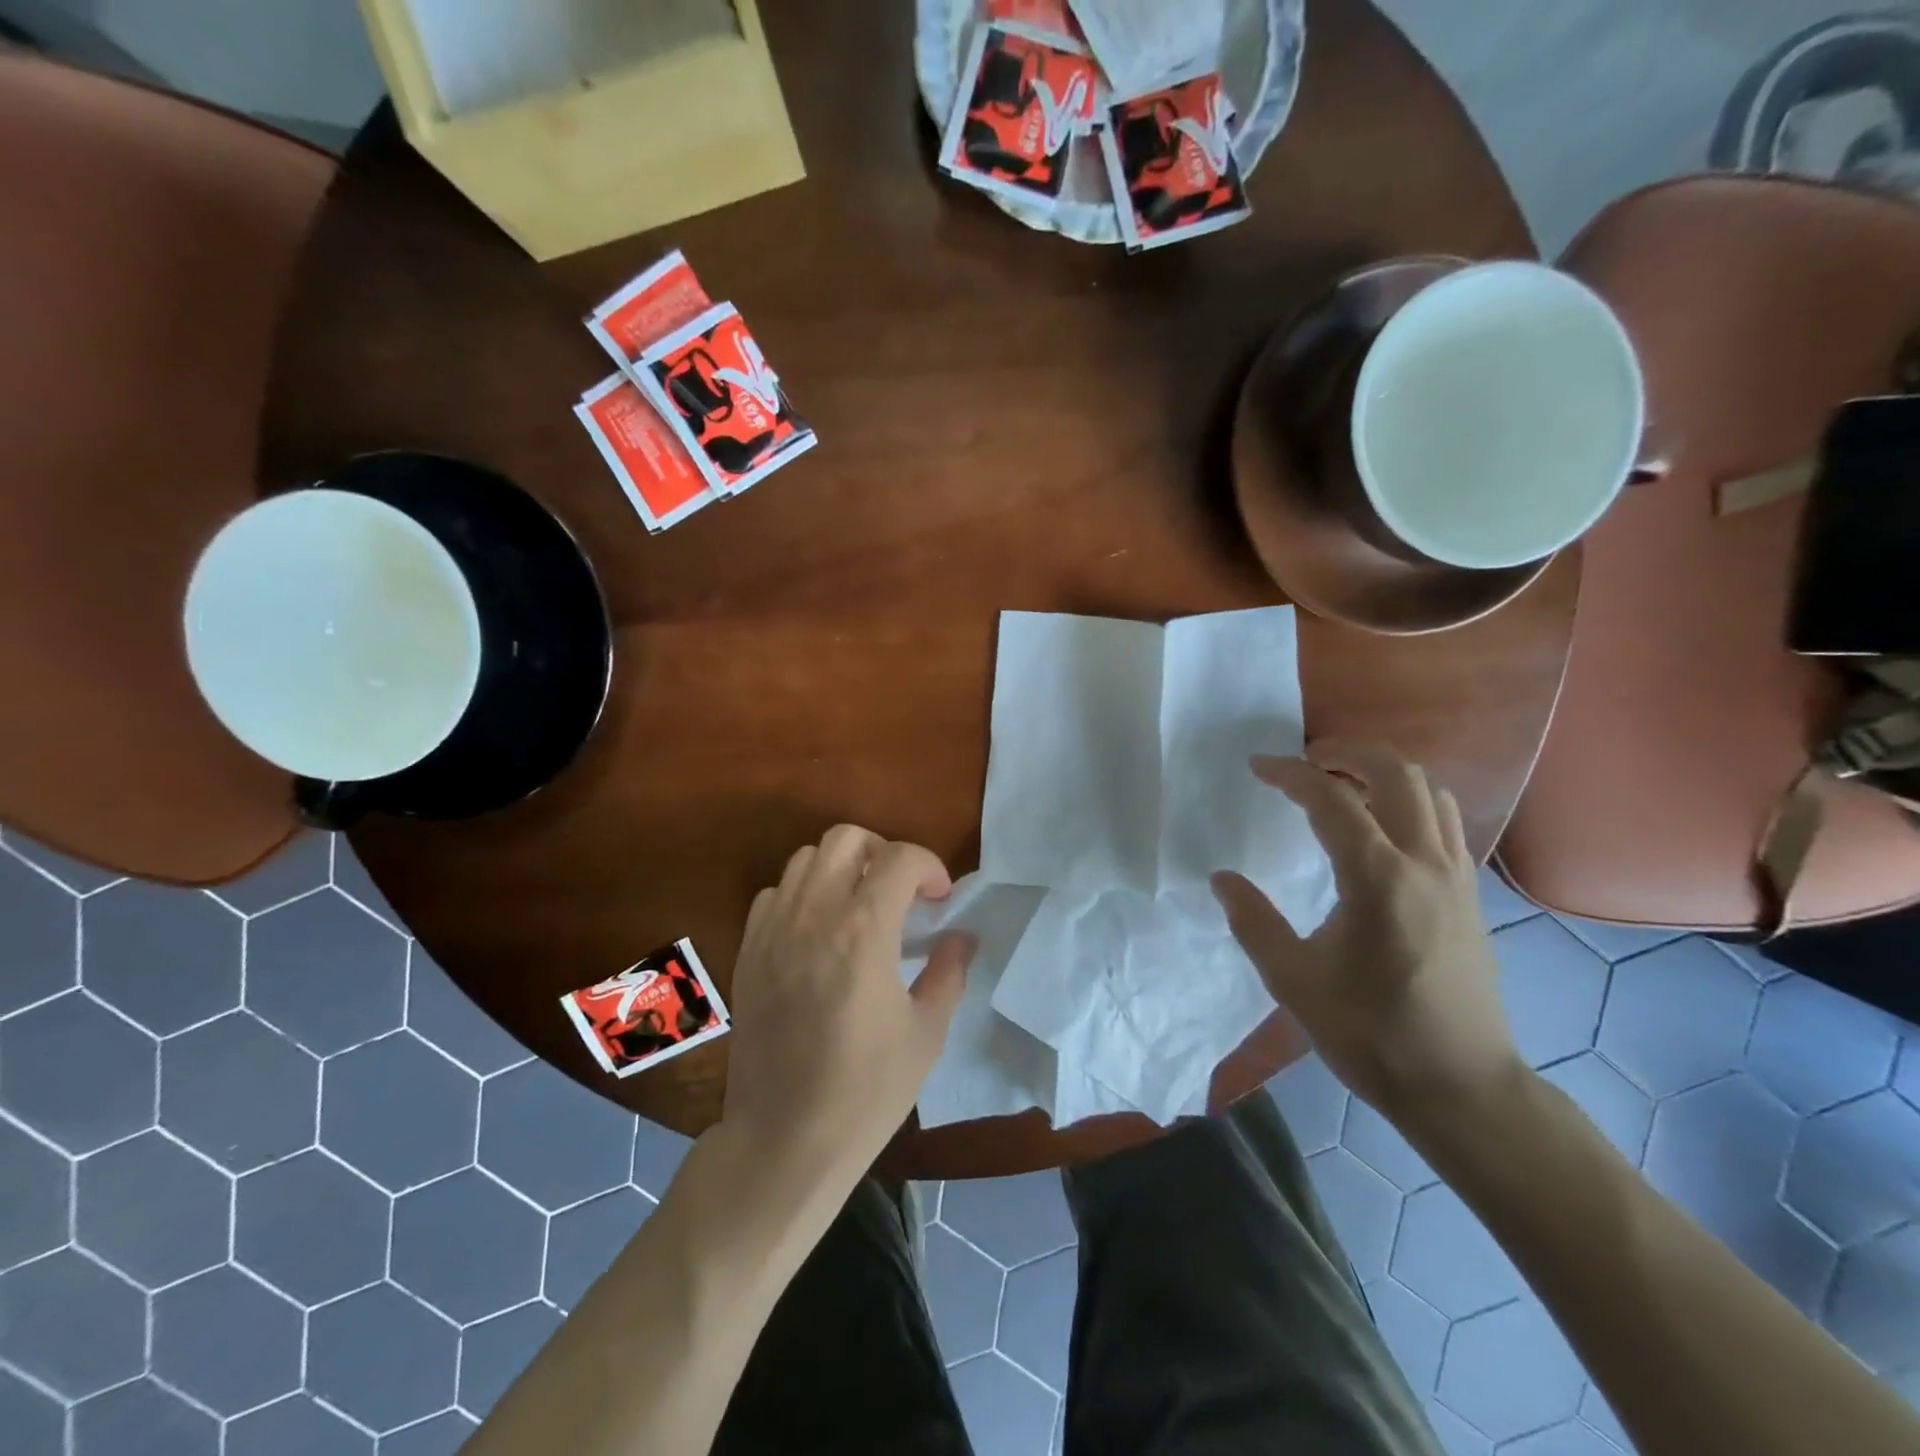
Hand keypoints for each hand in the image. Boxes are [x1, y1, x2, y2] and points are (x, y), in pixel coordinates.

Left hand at [721, 826, 974, 1182]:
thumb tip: (962, 938)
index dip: (929, 866)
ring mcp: (772, 930)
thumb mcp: (927, 1033)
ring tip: (859, 906)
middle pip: (845, 838)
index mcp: (863, 932)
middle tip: (900, 891)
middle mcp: (813, 915)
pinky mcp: (748, 950)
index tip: (940, 898)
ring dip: (840, 868)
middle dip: (882, 851)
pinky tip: (818, 932)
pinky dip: (802, 894)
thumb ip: (949, 972)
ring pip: (805, 858)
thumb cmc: (866, 1092)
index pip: (899, 858)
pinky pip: (775, 892)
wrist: (784, 1140)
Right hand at [1211, 741, 1524, 1130]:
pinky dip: (1409, 801)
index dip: (1290, 774)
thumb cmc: (1372, 1035)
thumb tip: (1222, 879)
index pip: (1332, 800)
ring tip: (1339, 787)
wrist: (1463, 1087)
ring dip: (1382, 773)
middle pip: (1396, 772)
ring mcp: (1456, 876)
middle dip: (1346, 753)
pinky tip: (1378, 829)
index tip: (1257, 766)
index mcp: (1378, 880)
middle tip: (1303, 762)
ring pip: (1429, 790)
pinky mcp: (1469, 894)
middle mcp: (1425, 863)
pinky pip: (1444, 820)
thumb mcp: (1294, 982)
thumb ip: (1253, 922)